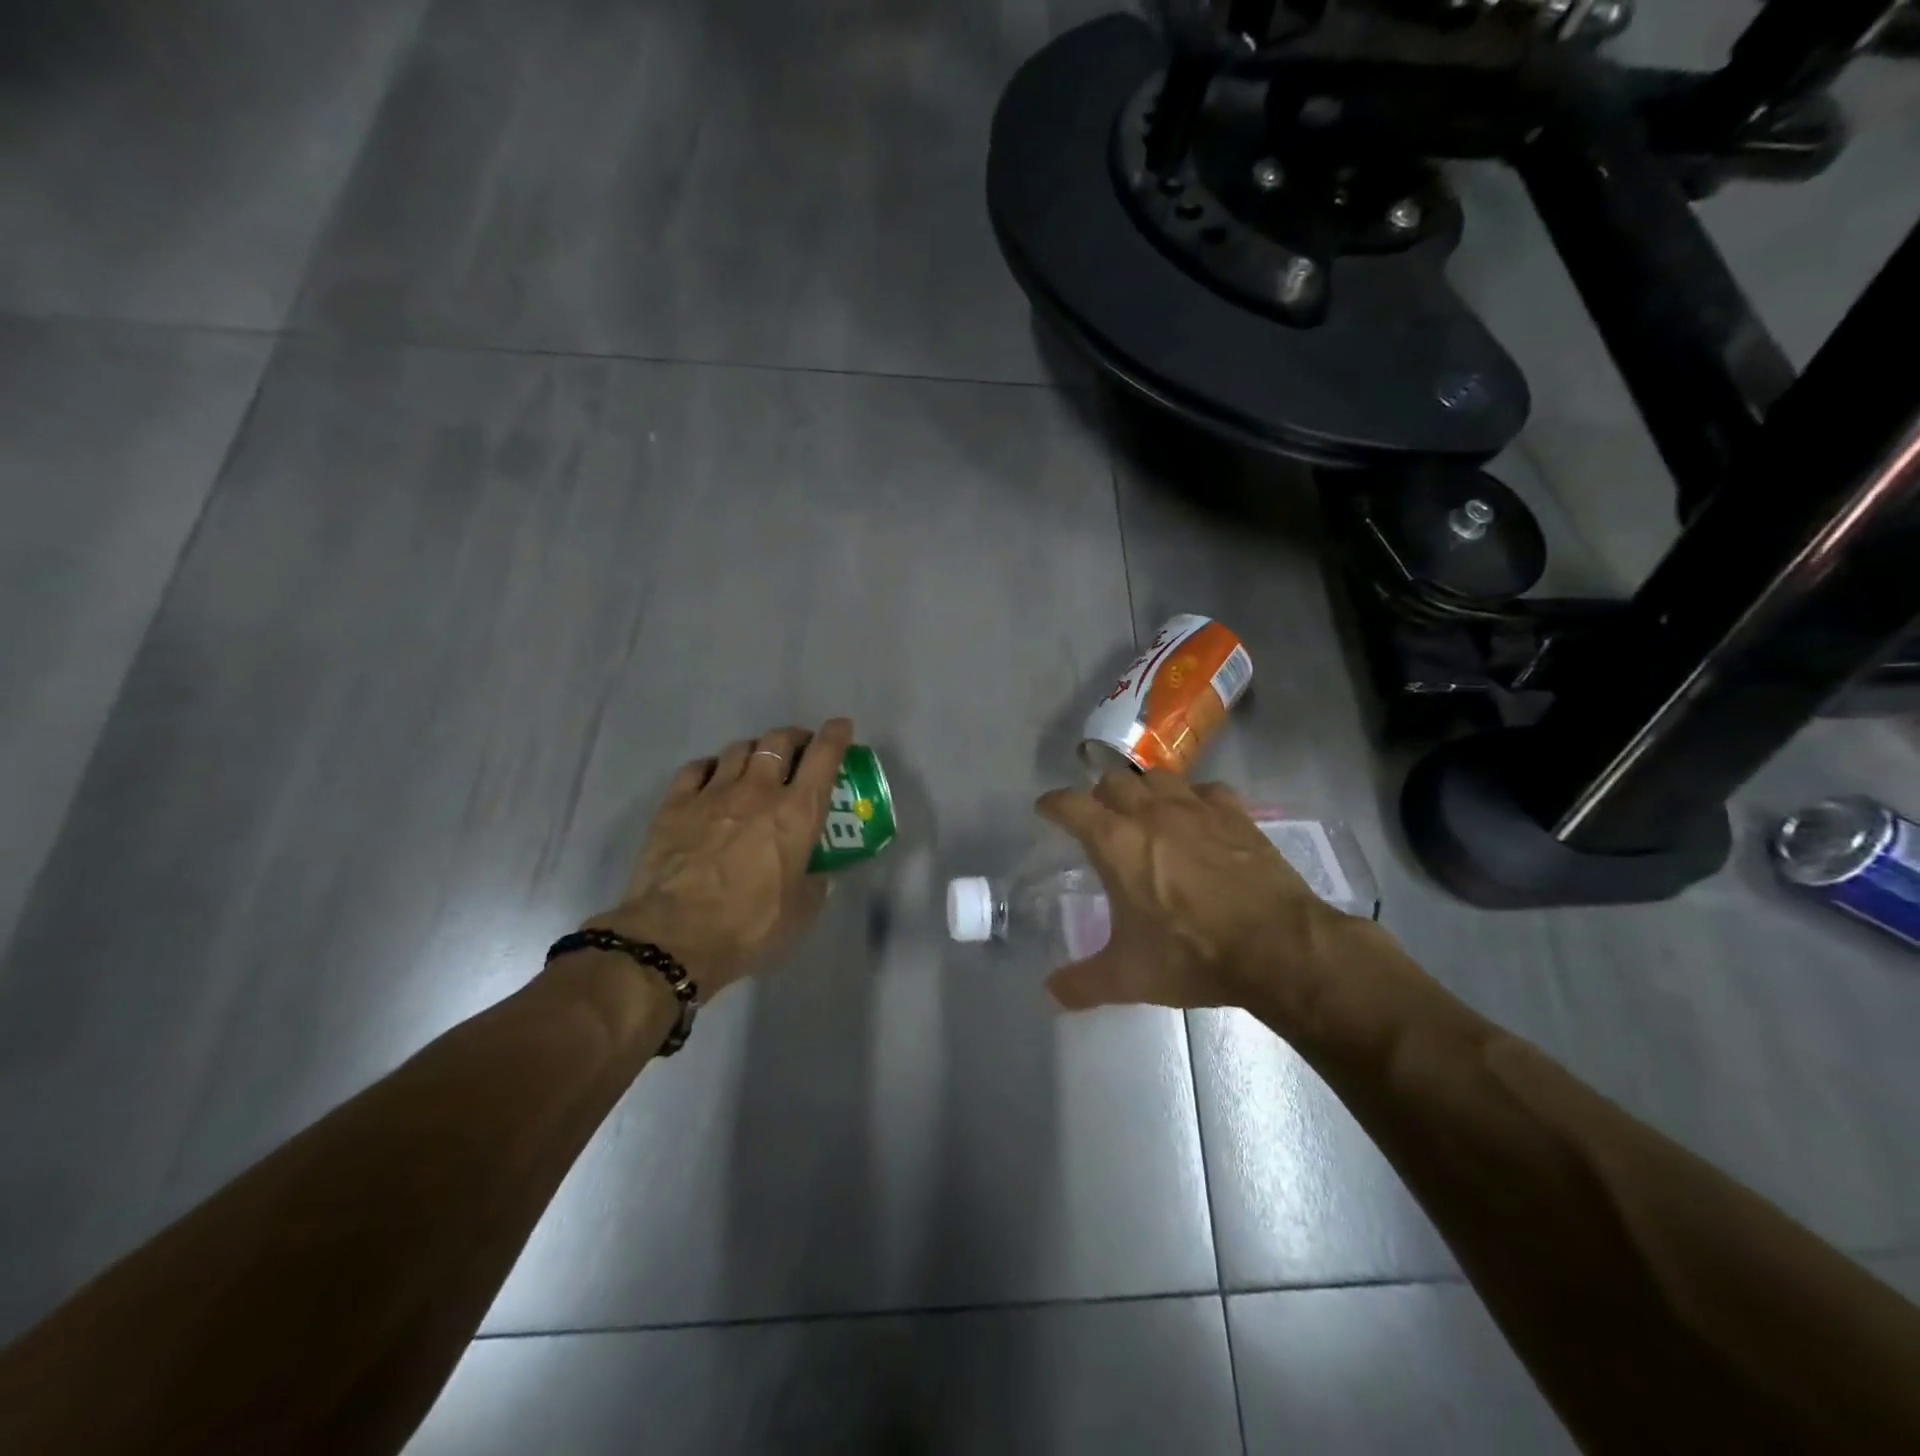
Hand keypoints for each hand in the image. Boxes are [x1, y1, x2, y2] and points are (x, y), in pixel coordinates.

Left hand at [590, 719, 854, 999]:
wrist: (674, 936)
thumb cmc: (748, 926)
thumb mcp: (799, 912)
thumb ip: (814, 884)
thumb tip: (818, 875)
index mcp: (797, 814)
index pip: (824, 757)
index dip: (836, 736)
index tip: (842, 727)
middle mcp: (758, 791)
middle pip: (779, 742)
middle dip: (794, 738)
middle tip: (799, 749)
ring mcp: (713, 793)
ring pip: (739, 749)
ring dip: (755, 751)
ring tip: (756, 764)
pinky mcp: (675, 804)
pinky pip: (697, 767)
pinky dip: (712, 766)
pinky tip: (712, 777)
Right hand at [1035, 770, 1357, 1013]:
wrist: (1278, 948)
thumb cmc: (1192, 956)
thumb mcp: (1129, 978)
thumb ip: (1083, 983)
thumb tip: (1050, 993)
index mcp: (1115, 842)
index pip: (1070, 805)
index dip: (1053, 804)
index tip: (1046, 809)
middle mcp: (1151, 813)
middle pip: (1113, 781)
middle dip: (1099, 796)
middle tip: (1100, 819)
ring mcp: (1197, 809)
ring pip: (1158, 777)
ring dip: (1143, 789)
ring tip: (1145, 811)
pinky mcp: (1236, 816)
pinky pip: (1207, 790)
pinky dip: (1195, 798)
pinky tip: (1198, 817)